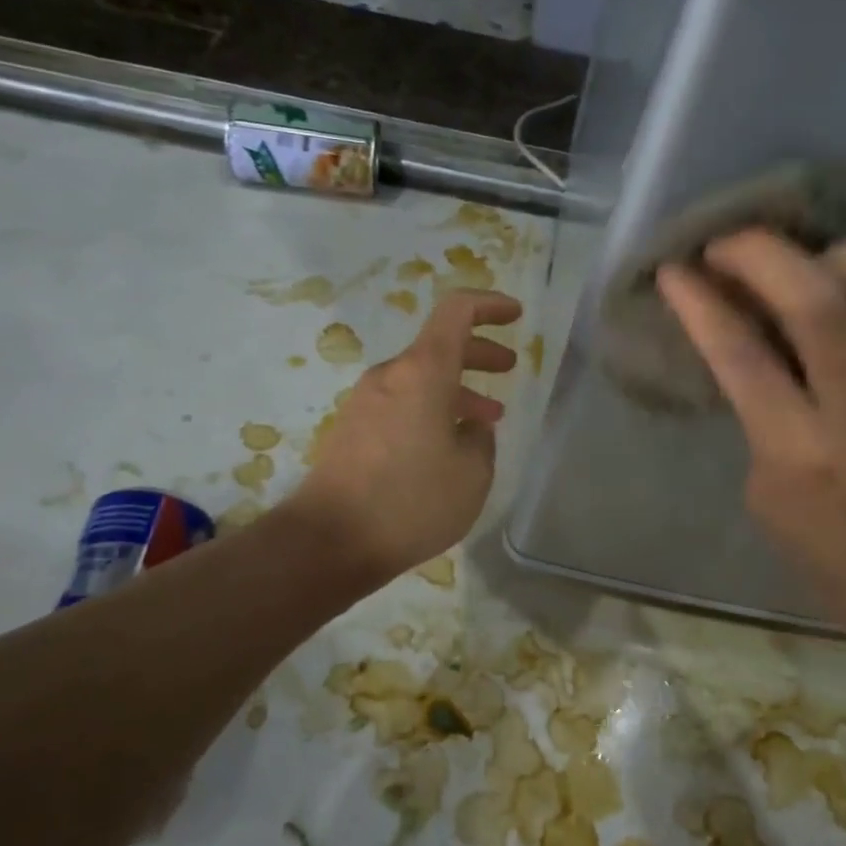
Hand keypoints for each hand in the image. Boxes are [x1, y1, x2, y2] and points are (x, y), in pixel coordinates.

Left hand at [288, 289, 522, 582]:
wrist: (329, 541)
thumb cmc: (410, 502)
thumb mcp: (471, 475)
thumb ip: (481, 441)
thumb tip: (471, 429)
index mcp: (422, 372)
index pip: (456, 311)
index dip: (489, 305)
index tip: (516, 315)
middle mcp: (390, 376)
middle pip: (439, 346)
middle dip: (479, 352)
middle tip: (508, 368)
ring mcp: (365, 402)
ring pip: (421, 379)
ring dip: (457, 390)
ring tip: (488, 421)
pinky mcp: (353, 429)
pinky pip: (401, 403)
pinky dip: (431, 409)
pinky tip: (447, 446)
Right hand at [656, 230, 845, 641]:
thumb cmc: (813, 535)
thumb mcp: (760, 479)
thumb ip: (754, 407)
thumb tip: (744, 327)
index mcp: (797, 446)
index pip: (741, 355)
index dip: (701, 303)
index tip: (674, 269)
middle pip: (821, 306)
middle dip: (766, 257)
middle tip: (732, 245)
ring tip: (822, 262)